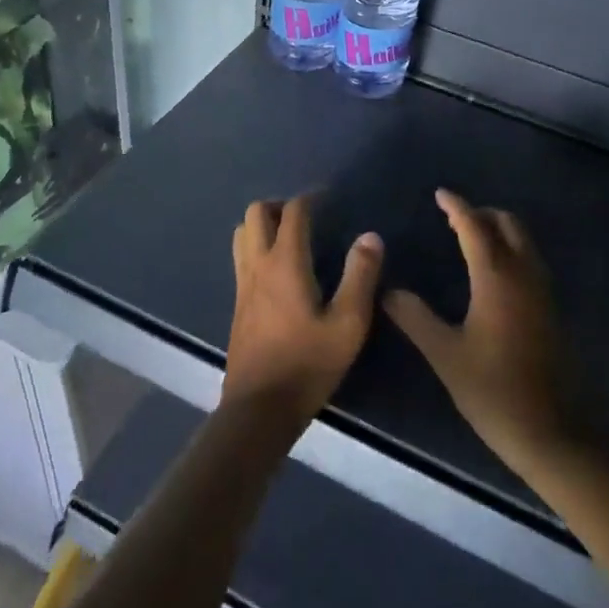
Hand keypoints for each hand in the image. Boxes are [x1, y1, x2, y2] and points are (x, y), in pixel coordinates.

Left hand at [222, 196, 382, 429]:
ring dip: (263, 224)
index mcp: (285, 263)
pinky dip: (256, 247)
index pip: (293, 212)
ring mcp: (243, 285)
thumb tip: (370, 236)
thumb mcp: (348, 324)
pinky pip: (241, 258)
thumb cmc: (307, 364)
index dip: (310, 198)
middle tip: (307, 216)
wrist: (259, 409)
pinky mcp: (238, 304)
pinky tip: (278, 269)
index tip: (329, 198)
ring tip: (290, 236)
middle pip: (256, 213)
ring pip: (242, 233)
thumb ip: (360, 276)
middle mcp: (258, 265)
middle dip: (280, 205)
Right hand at [384, 190, 576, 478]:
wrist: (551, 433)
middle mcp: (524, 274)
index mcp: (496, 277)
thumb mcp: (445, 354)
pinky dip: (511, 250)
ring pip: (523, 241)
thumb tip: (388, 291)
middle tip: (453, 219)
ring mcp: (543, 291)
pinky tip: (493, 274)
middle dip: (481, 213)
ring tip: (470, 240)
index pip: (474, 227)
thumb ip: (415, 318)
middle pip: (507, 224)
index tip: (440, 193)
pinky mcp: (551, 309)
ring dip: (499, 230)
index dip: (456, 206)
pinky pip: (531, 261)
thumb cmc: (493, 391)